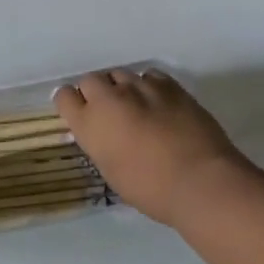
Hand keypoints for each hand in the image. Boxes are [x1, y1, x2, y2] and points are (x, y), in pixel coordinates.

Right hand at [54, 69, 258, 225]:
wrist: (200, 181)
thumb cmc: (150, 189)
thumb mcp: (111, 171)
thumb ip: (100, 144)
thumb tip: (103, 135)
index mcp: (89, 123)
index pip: (64, 96)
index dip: (71, 103)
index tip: (80, 113)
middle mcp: (108, 98)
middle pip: (90, 80)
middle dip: (96, 92)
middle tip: (109, 112)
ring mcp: (139, 87)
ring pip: (120, 74)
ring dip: (122, 88)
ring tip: (136, 106)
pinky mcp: (168, 85)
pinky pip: (149, 76)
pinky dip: (148, 86)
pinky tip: (158, 102)